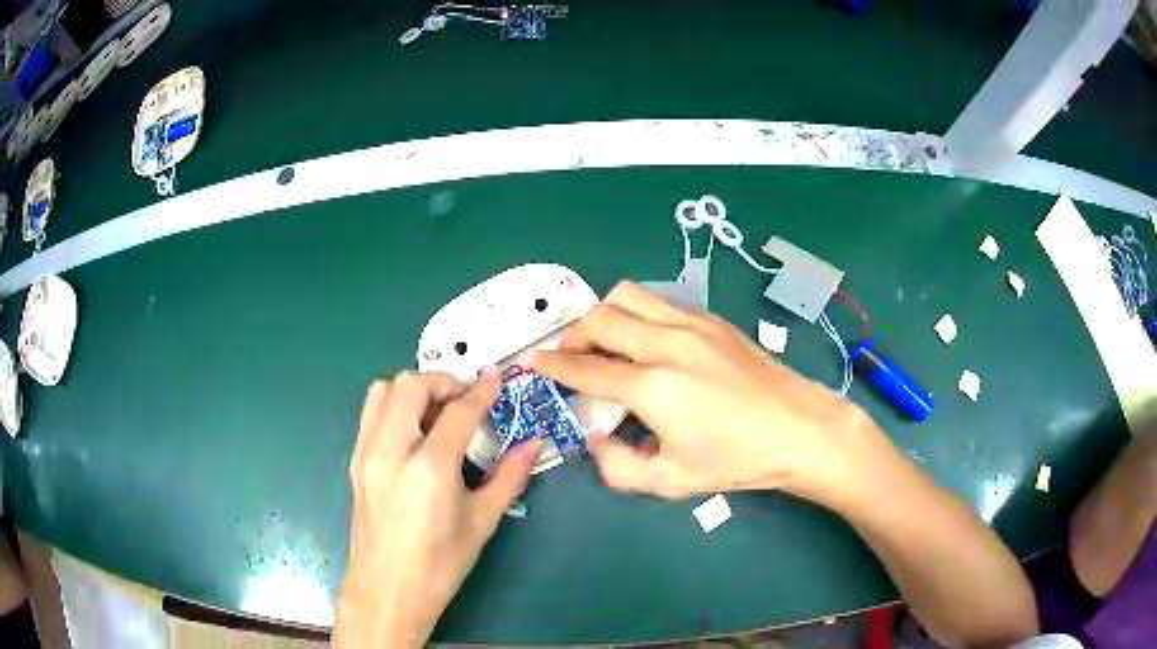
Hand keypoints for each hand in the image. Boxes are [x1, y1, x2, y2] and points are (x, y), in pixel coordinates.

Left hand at [334, 370, 540, 647]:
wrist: (387, 592)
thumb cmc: (440, 564)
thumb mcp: (482, 521)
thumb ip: (509, 476)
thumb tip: (533, 443)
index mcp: (428, 468)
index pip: (457, 412)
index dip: (482, 391)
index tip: (497, 379)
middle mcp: (391, 450)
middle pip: (410, 385)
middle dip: (443, 382)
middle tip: (465, 400)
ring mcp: (366, 453)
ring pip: (382, 391)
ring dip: (413, 390)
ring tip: (437, 413)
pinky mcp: (355, 462)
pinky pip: (371, 414)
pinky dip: (394, 407)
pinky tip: (415, 434)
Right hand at [530, 281, 876, 503]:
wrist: (799, 430)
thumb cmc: (738, 461)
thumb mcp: (672, 481)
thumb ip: (618, 467)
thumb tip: (595, 440)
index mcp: (655, 388)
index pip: (586, 368)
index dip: (553, 365)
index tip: (533, 362)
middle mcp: (669, 344)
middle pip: (600, 317)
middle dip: (573, 335)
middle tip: (570, 358)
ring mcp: (693, 324)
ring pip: (628, 295)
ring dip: (605, 316)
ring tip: (605, 343)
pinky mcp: (712, 319)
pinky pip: (659, 302)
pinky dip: (638, 314)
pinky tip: (647, 343)